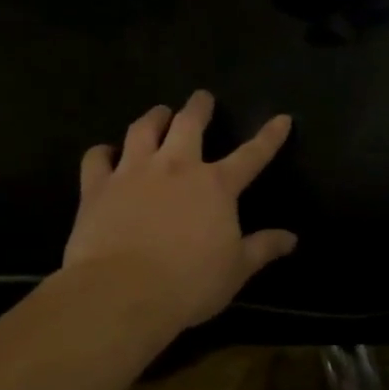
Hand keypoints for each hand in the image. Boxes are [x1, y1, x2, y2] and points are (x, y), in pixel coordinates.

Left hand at [61, 92, 296, 333]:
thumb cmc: (189, 282)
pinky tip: (105, 153)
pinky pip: (97, 158)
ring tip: (159, 112)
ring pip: (142, 130)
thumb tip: (291, 238)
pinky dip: (102, 152)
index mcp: (216, 185)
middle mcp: (176, 167)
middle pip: (189, 124)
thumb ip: (263, 248)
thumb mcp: (237, 269)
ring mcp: (133, 172)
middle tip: (202, 97)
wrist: (122, 292)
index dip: (270, 136)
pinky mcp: (97, 187)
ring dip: (153, 117)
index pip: (252, 155)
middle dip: (199, 107)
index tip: (282, 118)